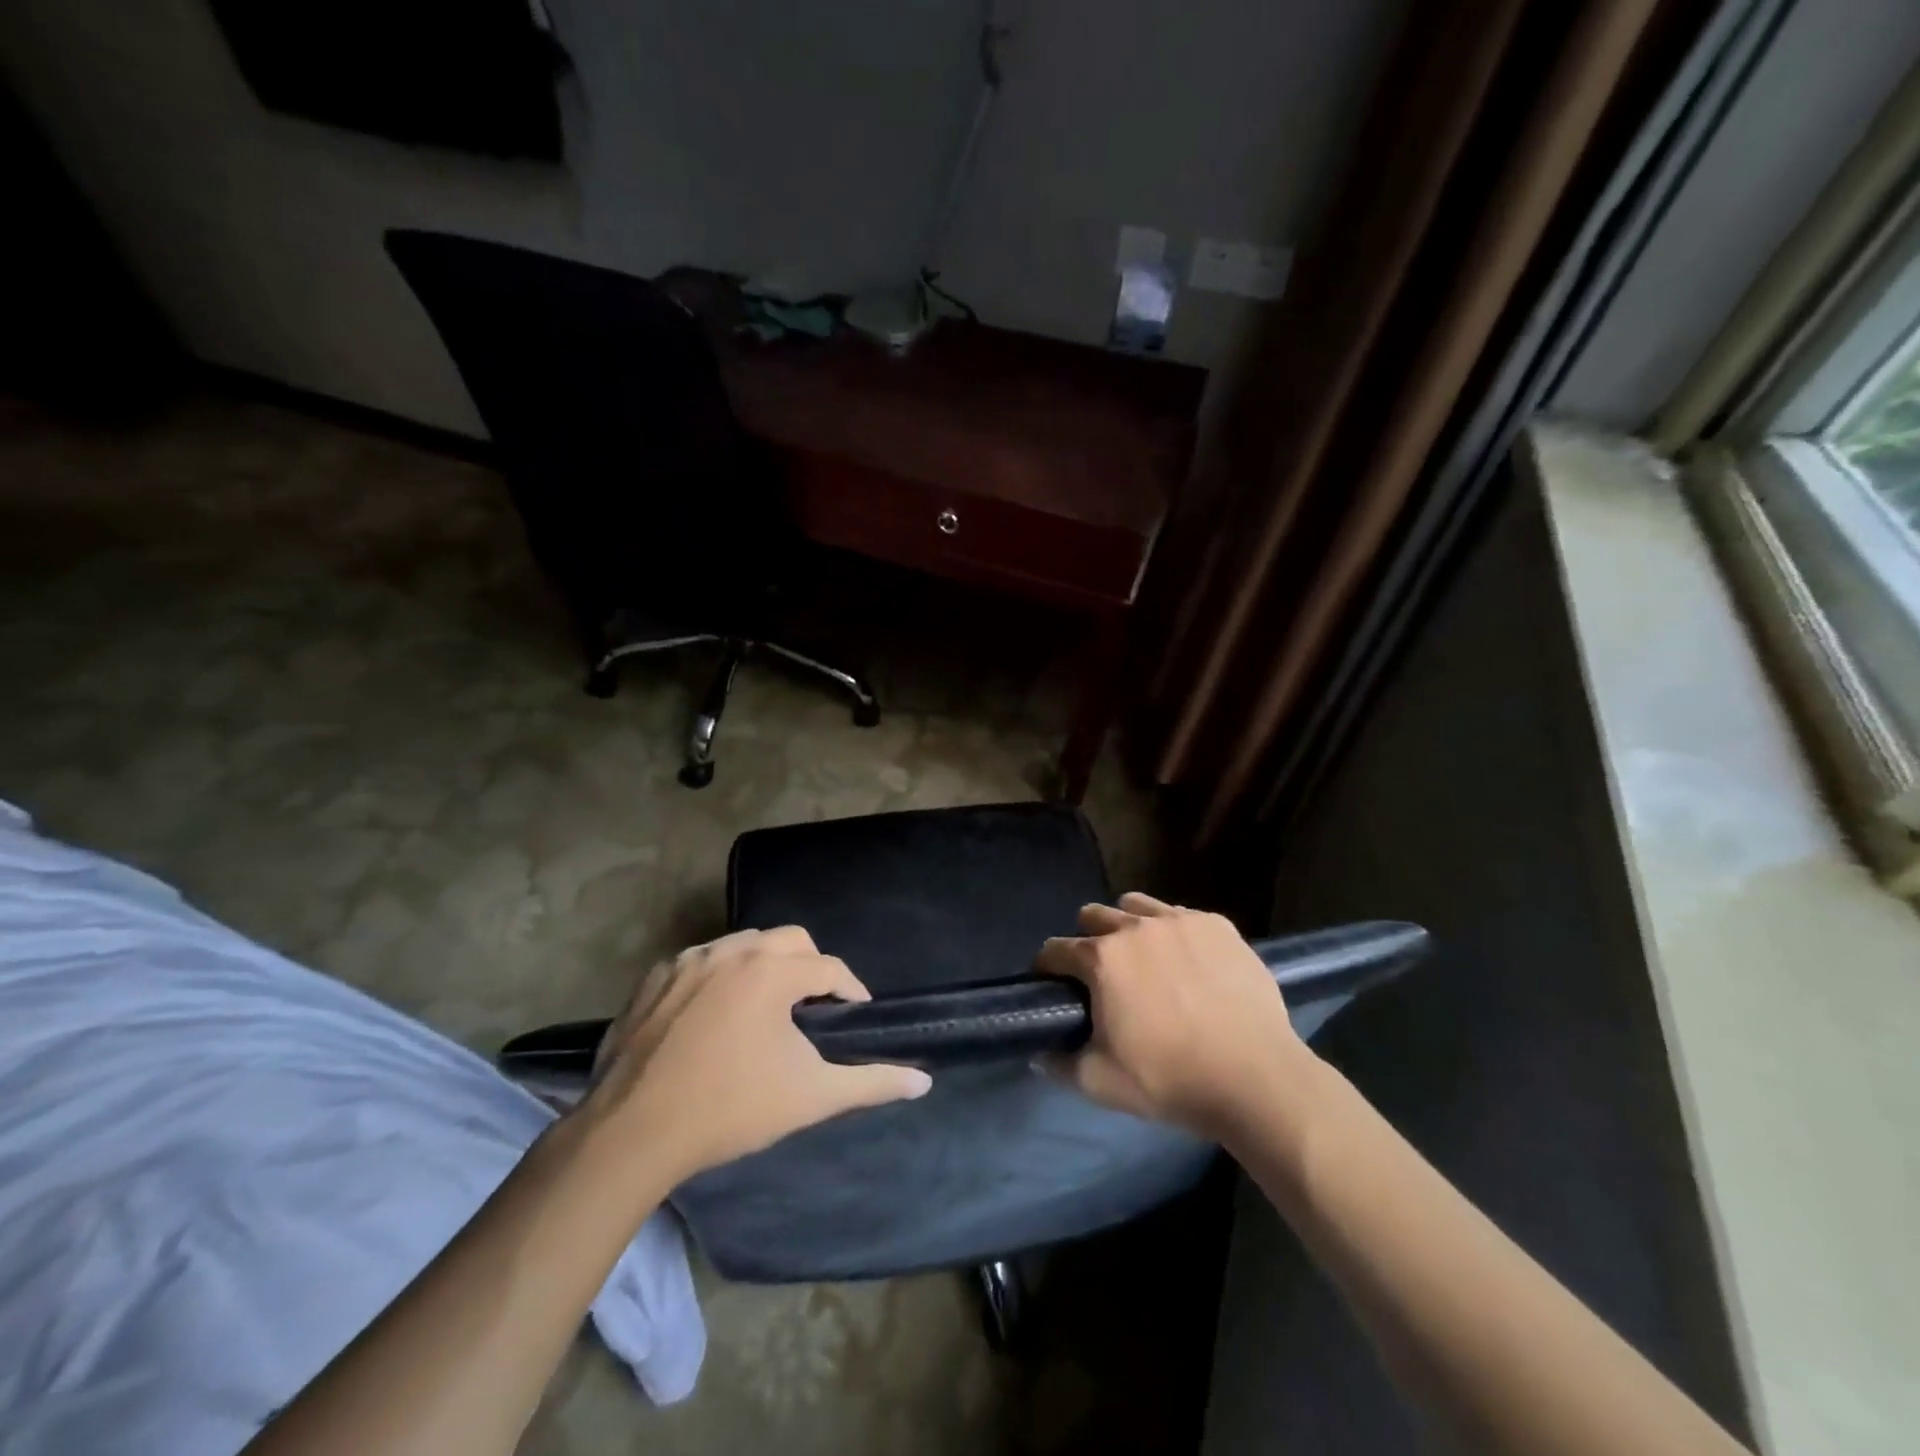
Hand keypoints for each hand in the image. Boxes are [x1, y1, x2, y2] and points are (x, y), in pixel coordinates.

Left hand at [583, 926, 930, 1184]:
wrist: (633, 1134)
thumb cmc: (730, 1110)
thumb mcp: (810, 1097)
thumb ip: (871, 1083)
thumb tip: (924, 1081)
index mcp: (772, 971)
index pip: (828, 967)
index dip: (850, 989)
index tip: (855, 1014)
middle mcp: (731, 951)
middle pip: (789, 940)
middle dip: (810, 966)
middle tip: (814, 1006)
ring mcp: (687, 960)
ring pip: (743, 944)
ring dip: (764, 966)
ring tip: (767, 1006)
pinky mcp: (653, 978)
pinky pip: (701, 961)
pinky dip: (719, 976)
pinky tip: (715, 1014)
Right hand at [1037, 892, 1315, 1139]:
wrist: (1257, 1079)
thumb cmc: (1171, 1080)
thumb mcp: (1100, 1083)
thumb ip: (1060, 1064)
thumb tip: (1040, 1054)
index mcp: (1102, 959)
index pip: (1055, 949)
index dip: (1047, 968)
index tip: (1053, 984)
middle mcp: (1135, 927)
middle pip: (1093, 916)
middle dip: (1087, 939)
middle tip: (1101, 975)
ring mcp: (1180, 921)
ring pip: (1136, 905)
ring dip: (1128, 925)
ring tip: (1144, 959)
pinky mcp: (1218, 925)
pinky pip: (1181, 915)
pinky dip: (1173, 932)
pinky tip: (1188, 962)